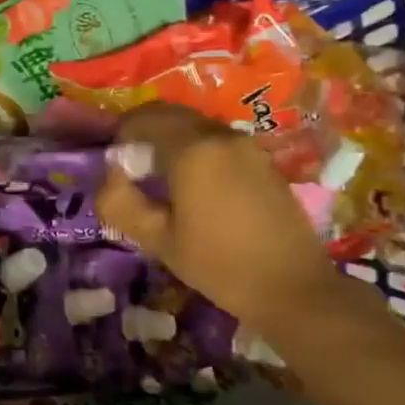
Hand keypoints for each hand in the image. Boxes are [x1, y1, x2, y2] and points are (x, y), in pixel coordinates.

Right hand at [96, 103, 337, 333]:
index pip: (145, 119)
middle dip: (147, 135)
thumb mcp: (158, 240)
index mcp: (193, 149)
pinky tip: (197, 190)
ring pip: (197, 127)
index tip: (116, 166)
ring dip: (173, 142)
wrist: (294, 288)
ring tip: (164, 182)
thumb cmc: (219, 264)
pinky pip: (219, 143)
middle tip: (135, 171)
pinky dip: (198, 152)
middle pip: (172, 116)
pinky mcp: (264, 161)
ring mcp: (248, 146)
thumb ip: (121, 202)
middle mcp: (221, 136)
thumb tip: (110, 177)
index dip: (122, 135)